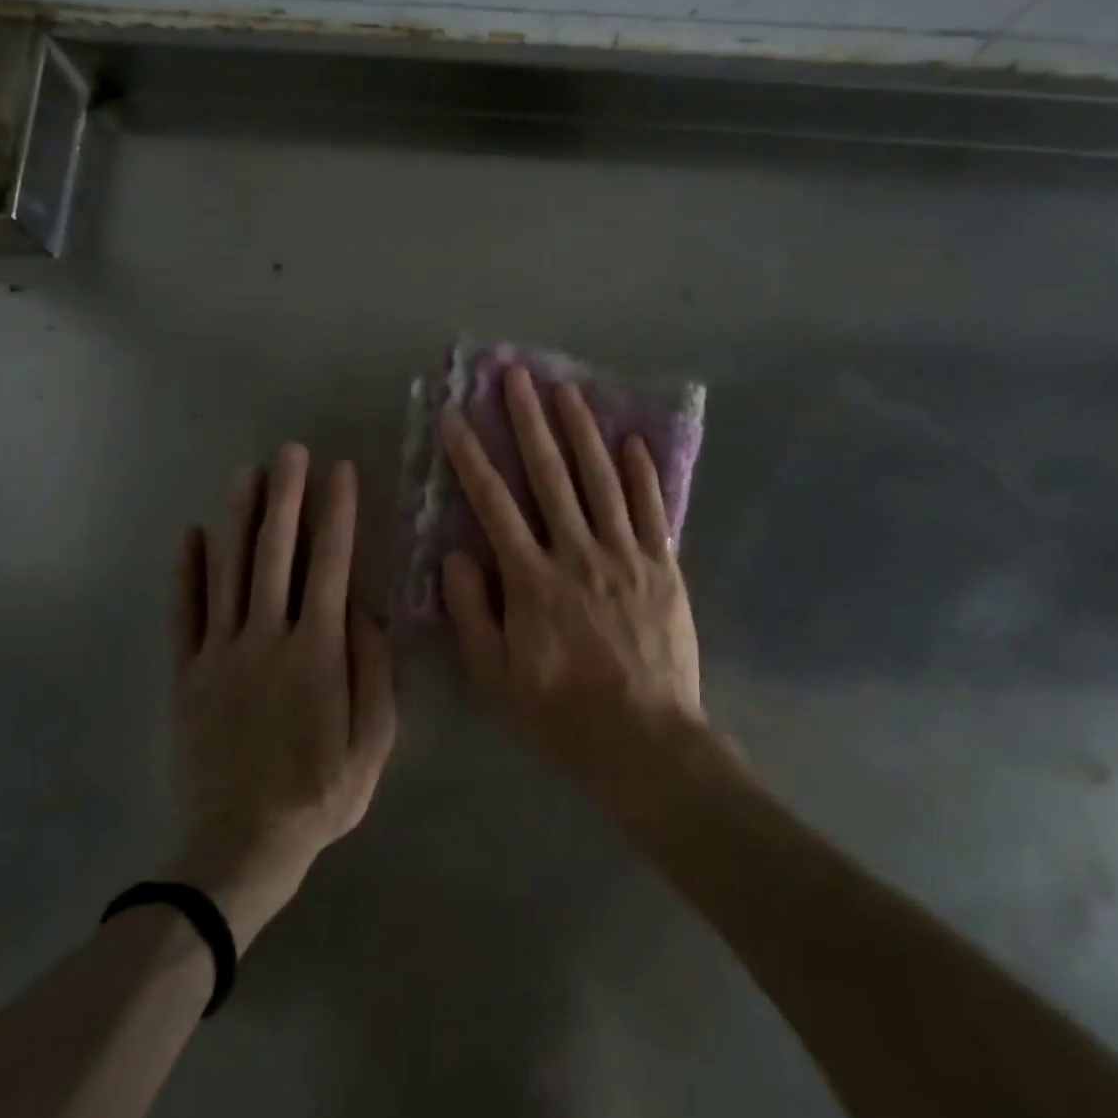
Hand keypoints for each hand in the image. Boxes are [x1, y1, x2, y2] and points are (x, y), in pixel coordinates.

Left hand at [172, 445, 396, 946]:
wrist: (241, 847)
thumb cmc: (320, 793)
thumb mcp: (374, 740)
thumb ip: (374, 669)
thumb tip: (365, 610)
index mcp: (317, 650)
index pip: (330, 563)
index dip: (337, 513)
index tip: (341, 472)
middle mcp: (267, 637)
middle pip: (276, 554)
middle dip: (286, 497)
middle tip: (291, 452)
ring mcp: (221, 653)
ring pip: (228, 572)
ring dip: (238, 519)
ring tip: (246, 474)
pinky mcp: (187, 674)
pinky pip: (185, 614)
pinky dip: (186, 572)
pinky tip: (190, 535)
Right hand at [439, 367, 704, 797]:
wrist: (646, 742)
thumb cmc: (562, 713)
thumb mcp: (495, 679)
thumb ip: (472, 613)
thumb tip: (457, 555)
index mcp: (532, 580)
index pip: (493, 504)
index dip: (470, 458)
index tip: (454, 417)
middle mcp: (578, 553)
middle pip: (550, 474)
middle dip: (529, 421)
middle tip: (516, 376)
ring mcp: (625, 555)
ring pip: (600, 479)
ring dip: (581, 430)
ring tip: (567, 390)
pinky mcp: (663, 566)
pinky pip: (650, 509)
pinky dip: (640, 473)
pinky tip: (631, 440)